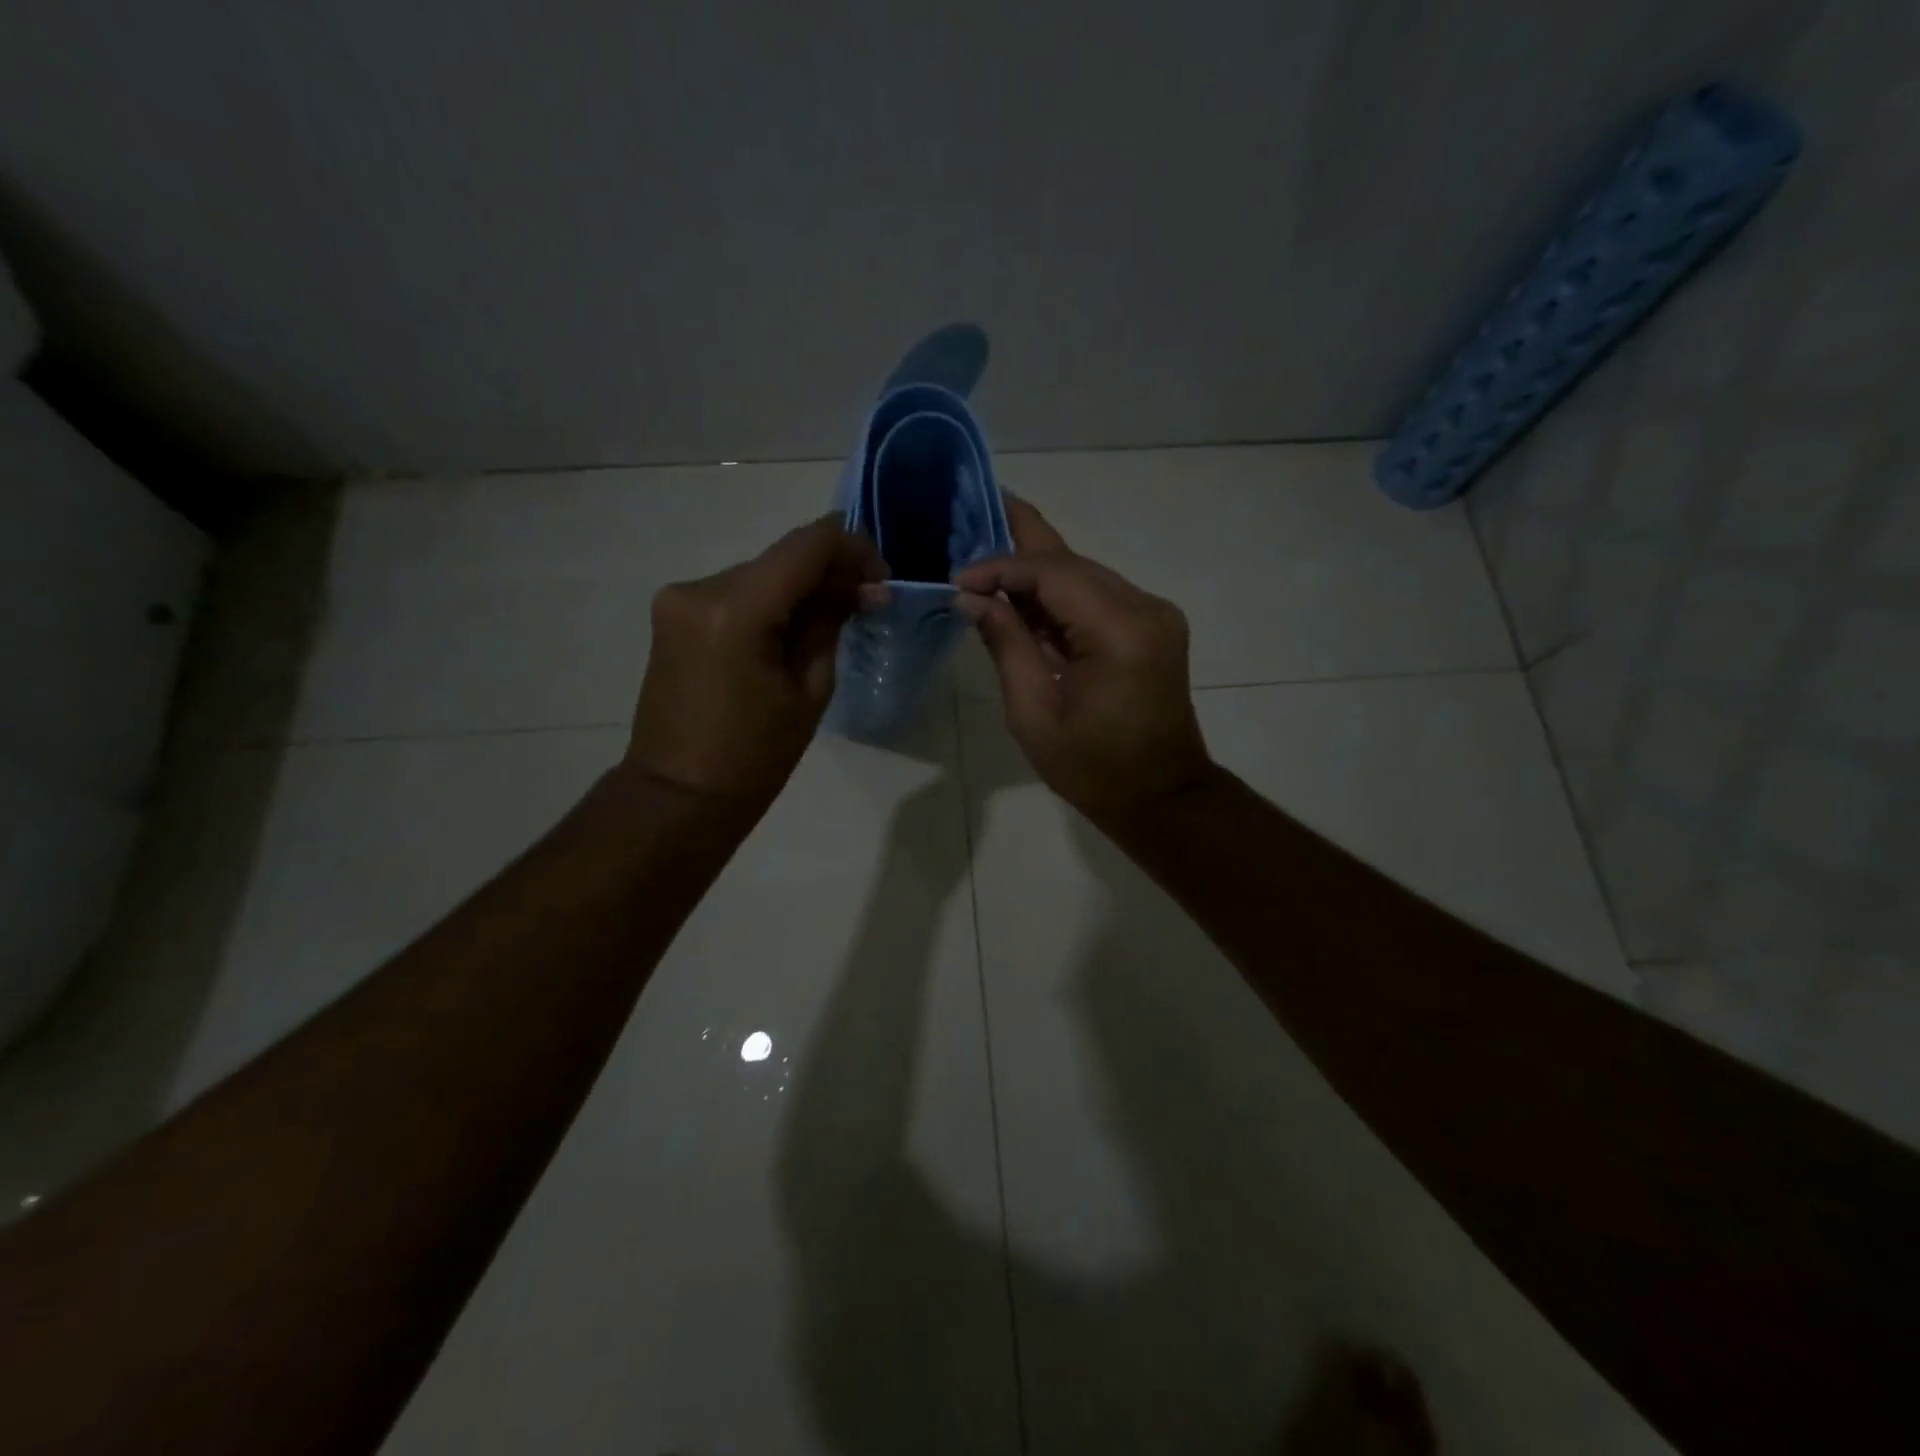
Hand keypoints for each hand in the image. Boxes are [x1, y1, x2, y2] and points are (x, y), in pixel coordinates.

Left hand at [629, 516, 884, 806]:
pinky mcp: (673, 613)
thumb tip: (860, 586)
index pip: (807, 545)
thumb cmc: (754, 756)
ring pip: (761, 573)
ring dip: (800, 588)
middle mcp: (700, 588)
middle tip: (866, 602)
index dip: (852, 548)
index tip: (880, 578)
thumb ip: (830, 622)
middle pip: (782, 557)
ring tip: (832, 621)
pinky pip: (736, 592)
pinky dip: (770, 601)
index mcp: (736, 610)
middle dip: (829, 572)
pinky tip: (790, 630)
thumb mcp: (809, 690)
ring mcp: (679, 598)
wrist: (679, 794)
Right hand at [955, 499, 1212, 824]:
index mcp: (1119, 633)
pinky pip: (1098, 595)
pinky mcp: (1154, 625)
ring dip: (1037, 572)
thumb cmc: (1093, 769)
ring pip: (1085, 574)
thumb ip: (1006, 645)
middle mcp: (1145, 608)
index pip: (1052, 574)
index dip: (1001, 567)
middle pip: (1072, 562)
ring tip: (988, 561)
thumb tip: (972, 598)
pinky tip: (1023, 595)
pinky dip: (1059, 595)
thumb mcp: (1034, 715)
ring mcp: (1155, 614)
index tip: (958, 579)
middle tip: (971, 519)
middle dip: (1018, 549)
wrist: (1163, 797)